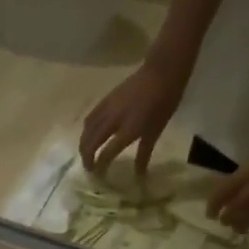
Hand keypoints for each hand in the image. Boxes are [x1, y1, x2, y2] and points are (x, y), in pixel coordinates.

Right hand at [80, 57, 189, 175]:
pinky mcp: (106, 99)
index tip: (99, 177)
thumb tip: (139, 175)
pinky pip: (90, 117)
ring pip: (87, 130)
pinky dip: (87, 129)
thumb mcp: (156, 130)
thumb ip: (144, 153)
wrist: (162, 71)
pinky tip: (90, 134)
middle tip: (89, 168)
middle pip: (91, 142)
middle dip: (87, 157)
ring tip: (86, 153)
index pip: (106, 153)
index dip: (100, 166)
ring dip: (84, 144)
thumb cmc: (164, 102)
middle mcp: (113, 121)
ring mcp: (107, 109)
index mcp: (128, 130)